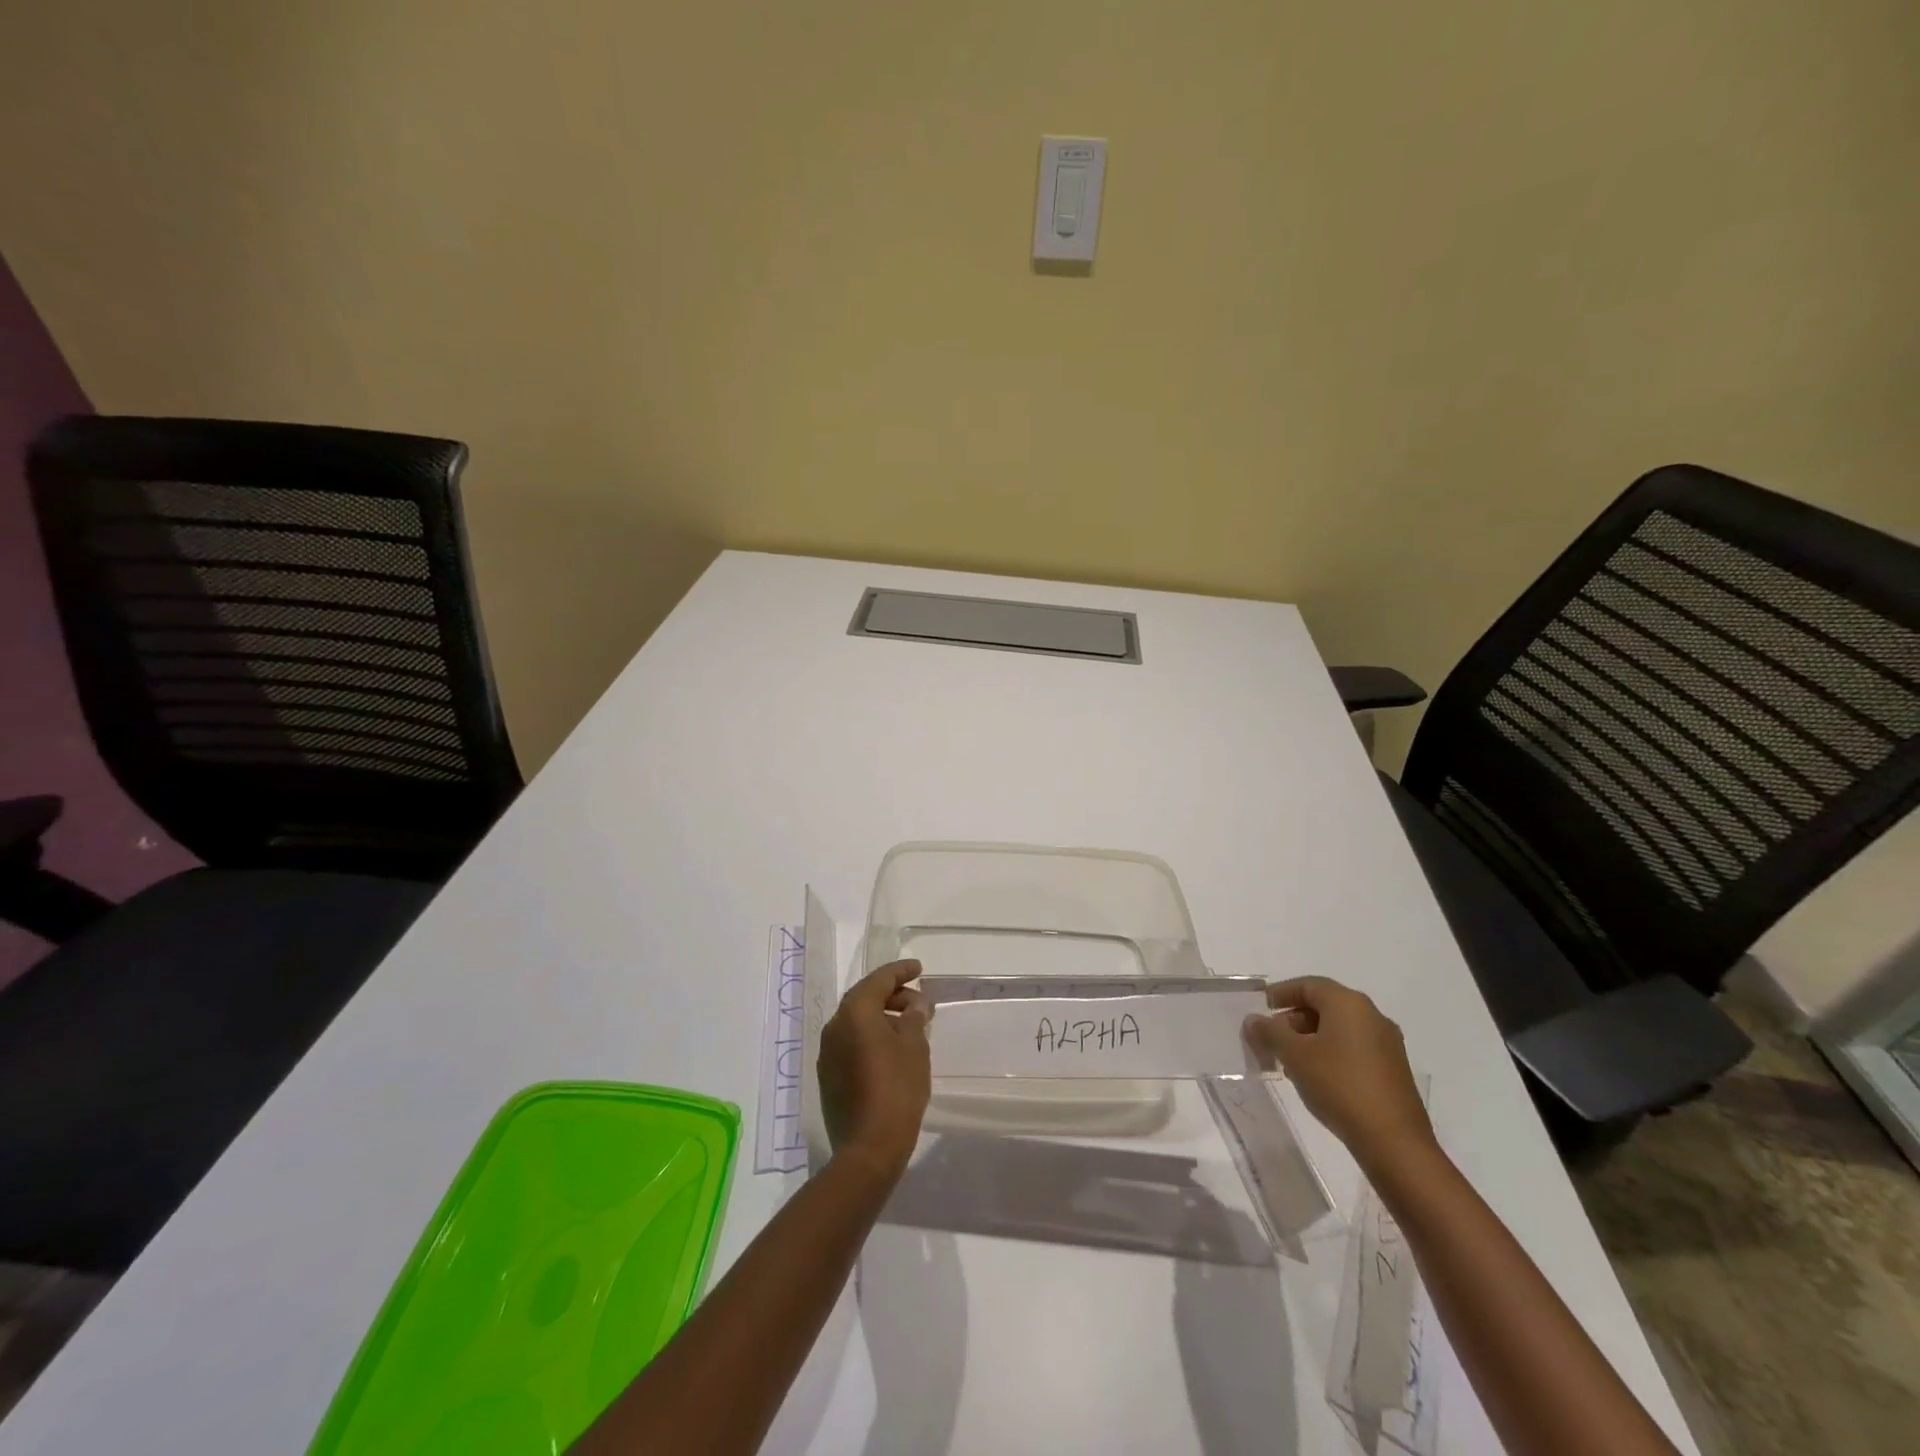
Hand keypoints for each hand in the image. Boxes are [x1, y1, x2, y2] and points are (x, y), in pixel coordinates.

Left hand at [819, 960, 931, 1179]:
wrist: (868, 1148)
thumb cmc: (897, 1088)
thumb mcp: (915, 1047)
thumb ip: (915, 1018)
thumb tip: (916, 1004)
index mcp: (855, 1012)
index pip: (879, 979)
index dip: (901, 971)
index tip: (919, 969)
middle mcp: (835, 1026)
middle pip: (865, 998)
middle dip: (893, 995)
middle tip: (919, 1003)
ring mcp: (828, 1052)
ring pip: (857, 1021)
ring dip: (882, 1017)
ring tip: (910, 1027)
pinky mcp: (828, 1075)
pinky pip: (851, 1042)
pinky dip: (870, 1037)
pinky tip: (891, 1050)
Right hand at [1245, 975, 1434, 1170]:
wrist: (1394, 1142)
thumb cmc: (1339, 1086)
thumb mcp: (1294, 1056)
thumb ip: (1269, 1032)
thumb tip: (1253, 1020)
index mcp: (1349, 1004)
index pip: (1308, 985)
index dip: (1280, 993)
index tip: (1261, 1009)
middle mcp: (1372, 1016)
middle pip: (1324, 1005)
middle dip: (1293, 1019)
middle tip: (1272, 1039)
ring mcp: (1387, 1044)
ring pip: (1338, 1029)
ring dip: (1310, 1038)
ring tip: (1289, 1062)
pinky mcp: (1393, 1069)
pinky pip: (1353, 1048)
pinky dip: (1330, 1053)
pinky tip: (1315, 1077)